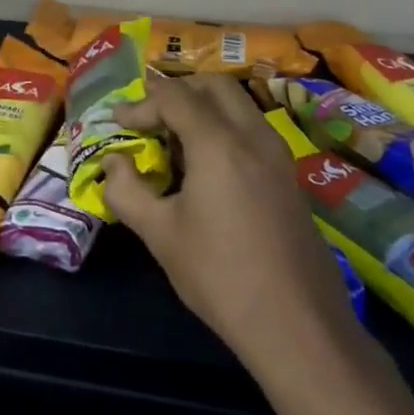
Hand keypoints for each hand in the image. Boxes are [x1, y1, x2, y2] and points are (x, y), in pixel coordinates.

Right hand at [103, 74, 356, 374]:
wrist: (299, 328)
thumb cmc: (220, 277)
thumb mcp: (159, 234)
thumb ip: (126, 190)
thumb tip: (114, 163)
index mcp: (218, 144)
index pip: (174, 97)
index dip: (140, 104)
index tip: (118, 124)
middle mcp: (253, 137)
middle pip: (213, 86)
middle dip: (176, 91)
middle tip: (148, 117)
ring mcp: (278, 155)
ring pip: (238, 105)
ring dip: (202, 107)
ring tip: (173, 140)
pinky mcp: (290, 177)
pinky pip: (252, 129)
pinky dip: (223, 127)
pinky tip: (206, 166)